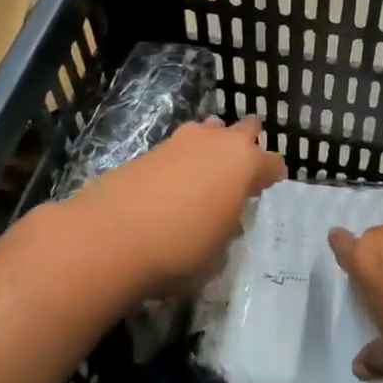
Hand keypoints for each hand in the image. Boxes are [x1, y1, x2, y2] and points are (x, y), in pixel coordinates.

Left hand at [62, 117, 284, 297]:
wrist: (109, 238)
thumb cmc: (180, 249)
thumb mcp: (218, 252)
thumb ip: (227, 228)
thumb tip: (221, 218)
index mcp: (245, 165)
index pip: (272, 163)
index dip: (273, 176)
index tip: (269, 186)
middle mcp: (217, 143)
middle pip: (244, 130)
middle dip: (247, 143)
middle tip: (244, 164)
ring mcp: (181, 142)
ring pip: (208, 130)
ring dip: (212, 144)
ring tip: (207, 169)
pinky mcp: (149, 150)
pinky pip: (179, 147)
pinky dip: (182, 160)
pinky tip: (175, 182)